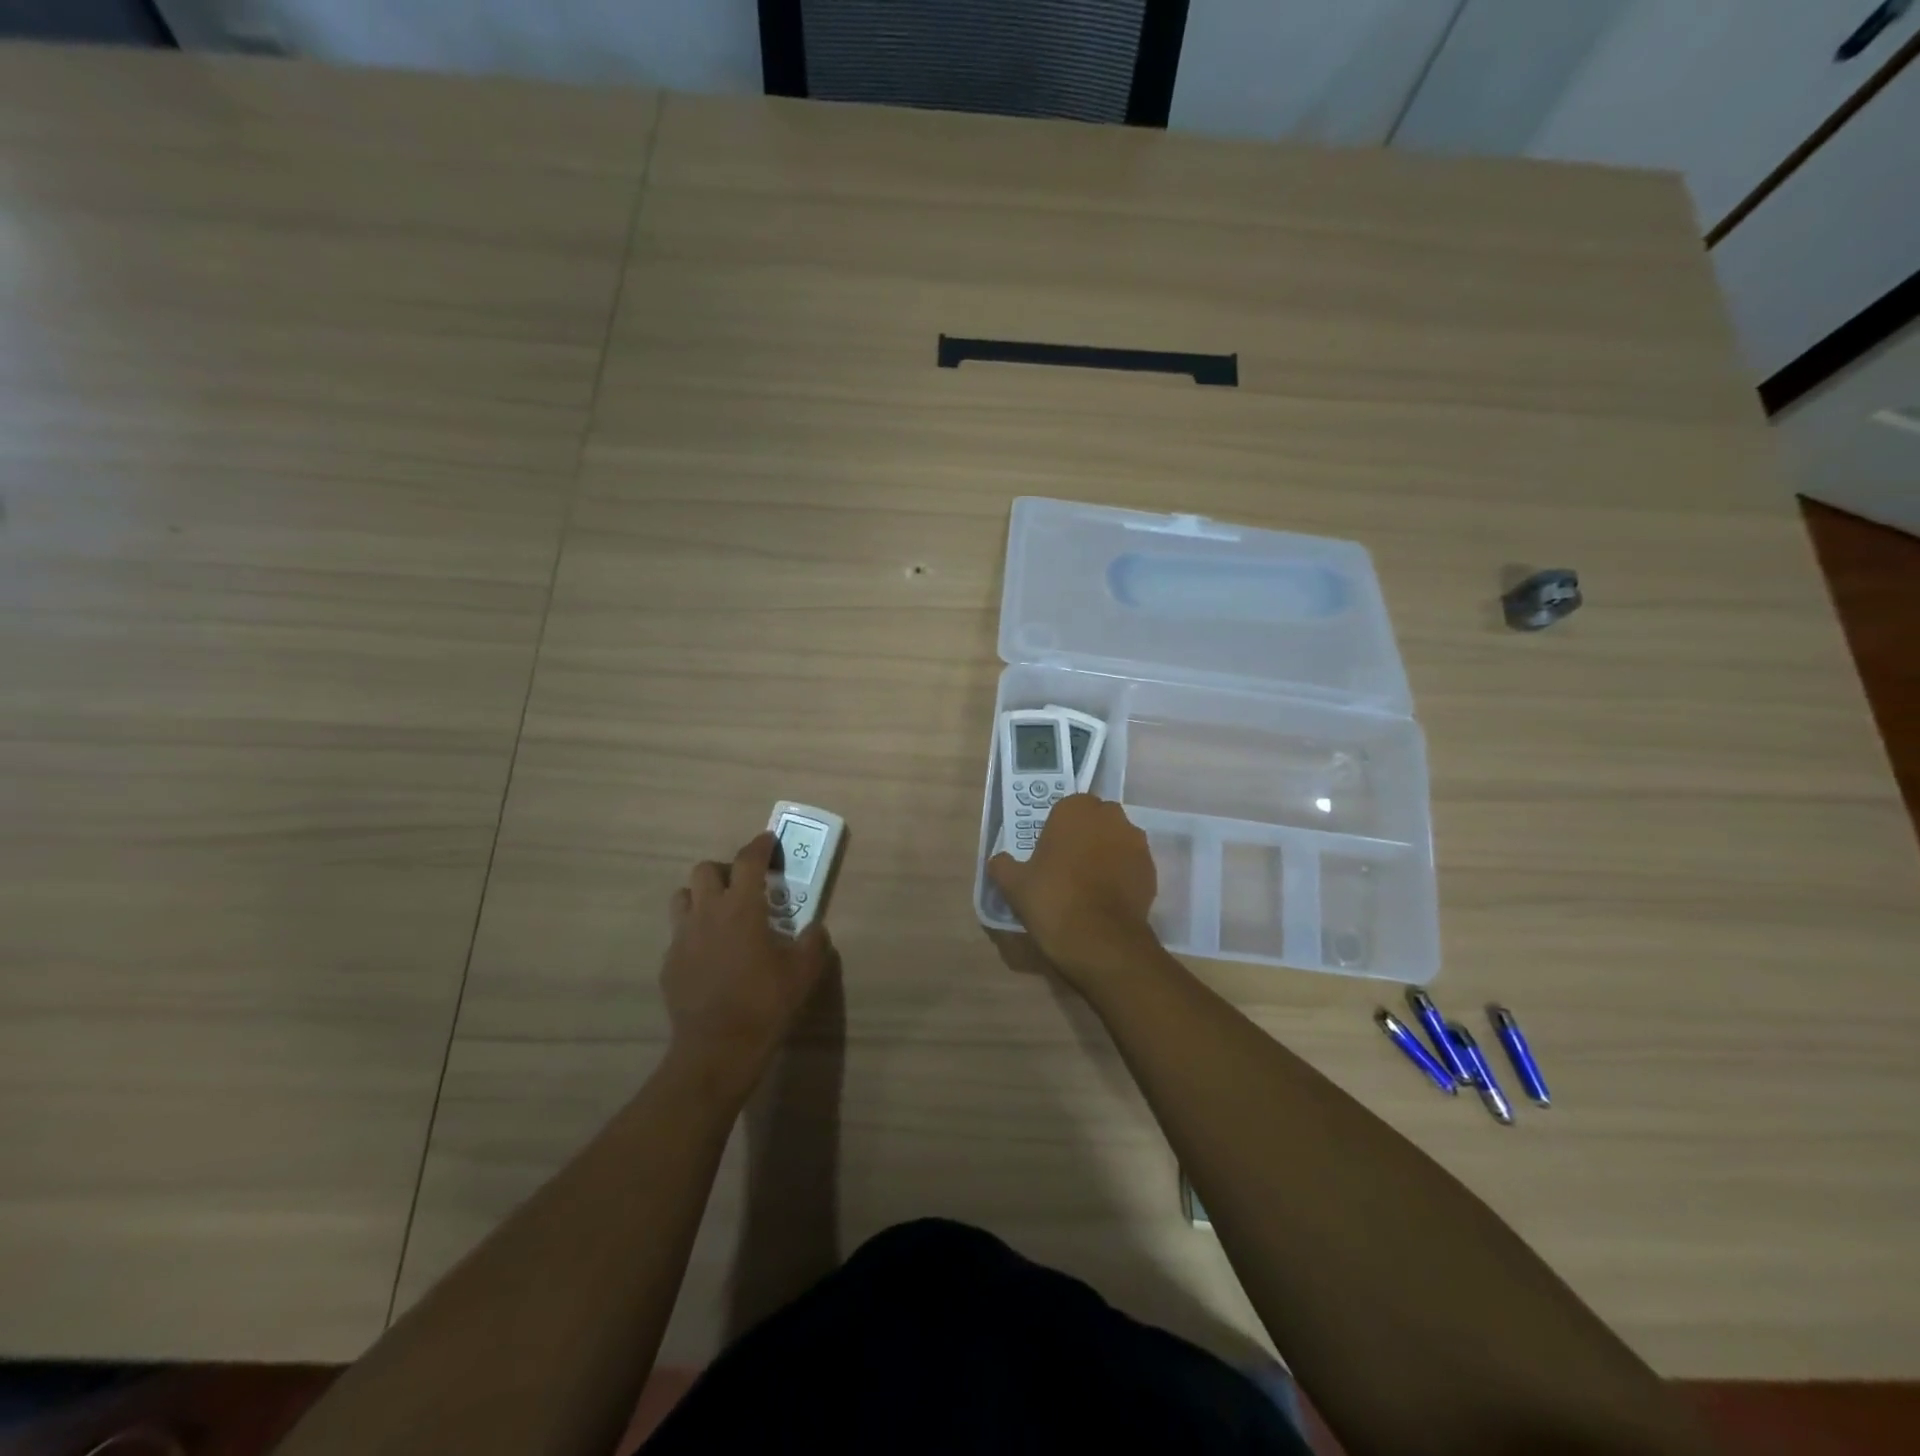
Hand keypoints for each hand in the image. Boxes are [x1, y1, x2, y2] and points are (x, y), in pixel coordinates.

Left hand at [662, 832, 834, 1098]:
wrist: (717, 1049)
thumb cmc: (765, 1003)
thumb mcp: (803, 971)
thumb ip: (813, 942)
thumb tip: (815, 928)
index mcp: (741, 908)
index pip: (747, 861)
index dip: (760, 845)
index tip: (769, 841)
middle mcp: (707, 913)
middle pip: (705, 870)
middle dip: (725, 870)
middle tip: (744, 887)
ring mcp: (682, 938)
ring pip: (683, 897)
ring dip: (701, 896)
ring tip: (721, 915)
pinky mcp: (669, 963)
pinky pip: (679, 934)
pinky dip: (694, 933)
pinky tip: (710, 955)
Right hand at [987, 795, 1159, 990]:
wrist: (1100, 940)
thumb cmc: (1052, 900)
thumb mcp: (1014, 884)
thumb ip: (1003, 865)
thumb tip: (999, 861)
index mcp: (1075, 809)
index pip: (1065, 808)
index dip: (1057, 829)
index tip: (1048, 851)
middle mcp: (1110, 817)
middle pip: (1094, 820)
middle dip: (1084, 836)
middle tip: (1067, 864)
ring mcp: (1136, 842)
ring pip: (1116, 840)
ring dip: (1105, 853)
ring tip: (1089, 883)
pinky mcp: (1152, 869)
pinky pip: (1131, 864)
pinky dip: (1121, 874)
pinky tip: (1106, 897)